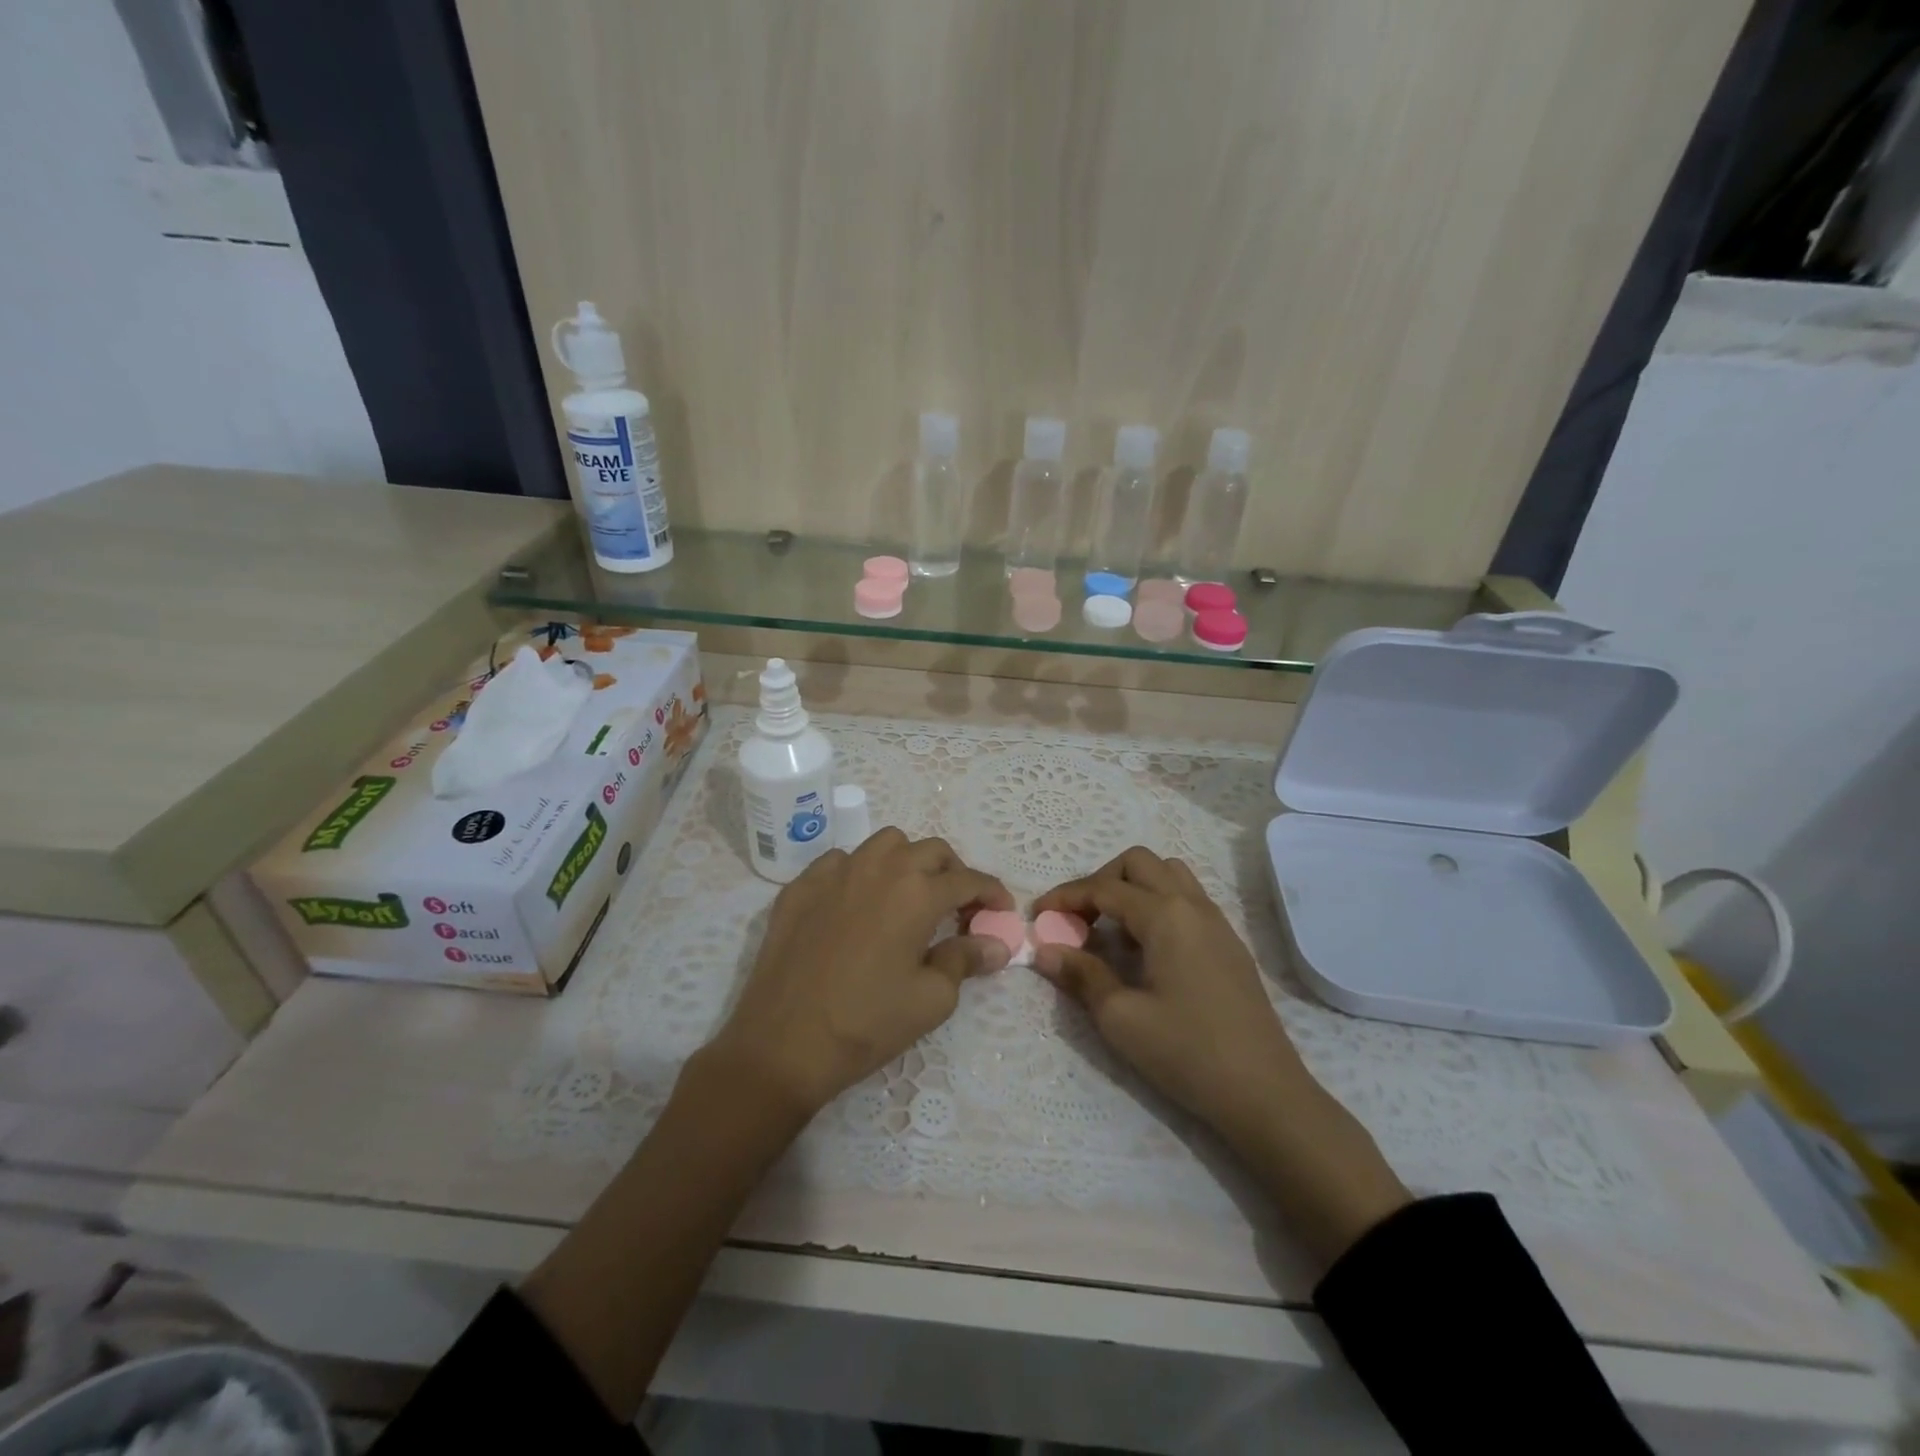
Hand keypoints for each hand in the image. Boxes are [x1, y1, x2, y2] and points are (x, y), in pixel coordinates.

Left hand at [707, 829, 1012, 1116]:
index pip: (967, 878)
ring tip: (908, 895)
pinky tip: (857, 904)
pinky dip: (860, 872)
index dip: (991, 891)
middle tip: (957, 905)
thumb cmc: (867, 1023)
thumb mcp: (931, 999)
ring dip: (907, 860)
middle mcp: (879, 868)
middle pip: (930, 850)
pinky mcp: (800, 886)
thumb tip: (995, 944)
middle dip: (953, 871)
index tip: (1001, 907)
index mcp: (916, 892)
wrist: (784, 1043)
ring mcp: (835, 872)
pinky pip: (840, 861)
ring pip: (884, 844)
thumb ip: (966, 960)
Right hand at [1033, 847, 1408, 1262]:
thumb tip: (1046, 950)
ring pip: (1168, 873)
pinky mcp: (1229, 942)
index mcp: (1165, 915)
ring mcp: (1216, 921)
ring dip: (1133, 886)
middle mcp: (1192, 905)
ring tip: (1113, 928)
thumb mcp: (1120, 1018)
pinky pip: (1187, 897)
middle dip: (1100, 880)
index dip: (1065, 897)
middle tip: (1078, 918)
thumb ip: (1081, 975)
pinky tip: (1146, 947)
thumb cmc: (1187, 1052)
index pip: (1104, 887)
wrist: (1264, 1092)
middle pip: (1138, 862)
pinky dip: (1157, 903)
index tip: (1038, 915)